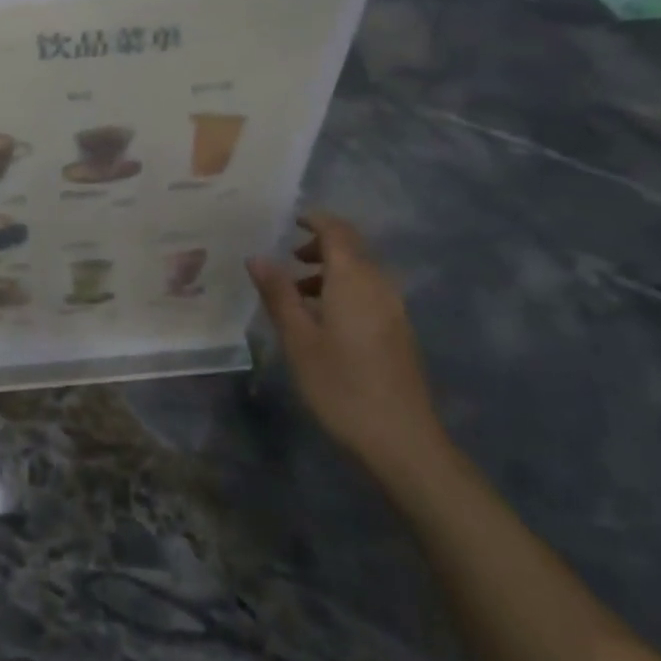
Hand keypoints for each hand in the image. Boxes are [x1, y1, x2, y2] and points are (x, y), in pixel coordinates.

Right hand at [246, 212, 447, 478]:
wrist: (402, 441)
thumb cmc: (341, 385)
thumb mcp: (298, 339)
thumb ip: (278, 294)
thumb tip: (258, 256)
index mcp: (353, 279)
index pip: (336, 230)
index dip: (314, 219)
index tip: (288, 220)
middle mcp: (379, 285)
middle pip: (352, 248)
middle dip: (320, 245)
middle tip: (287, 258)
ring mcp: (394, 309)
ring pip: (361, 272)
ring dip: (330, 271)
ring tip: (297, 294)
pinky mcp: (399, 332)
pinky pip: (369, 293)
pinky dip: (344, 290)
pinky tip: (323, 321)